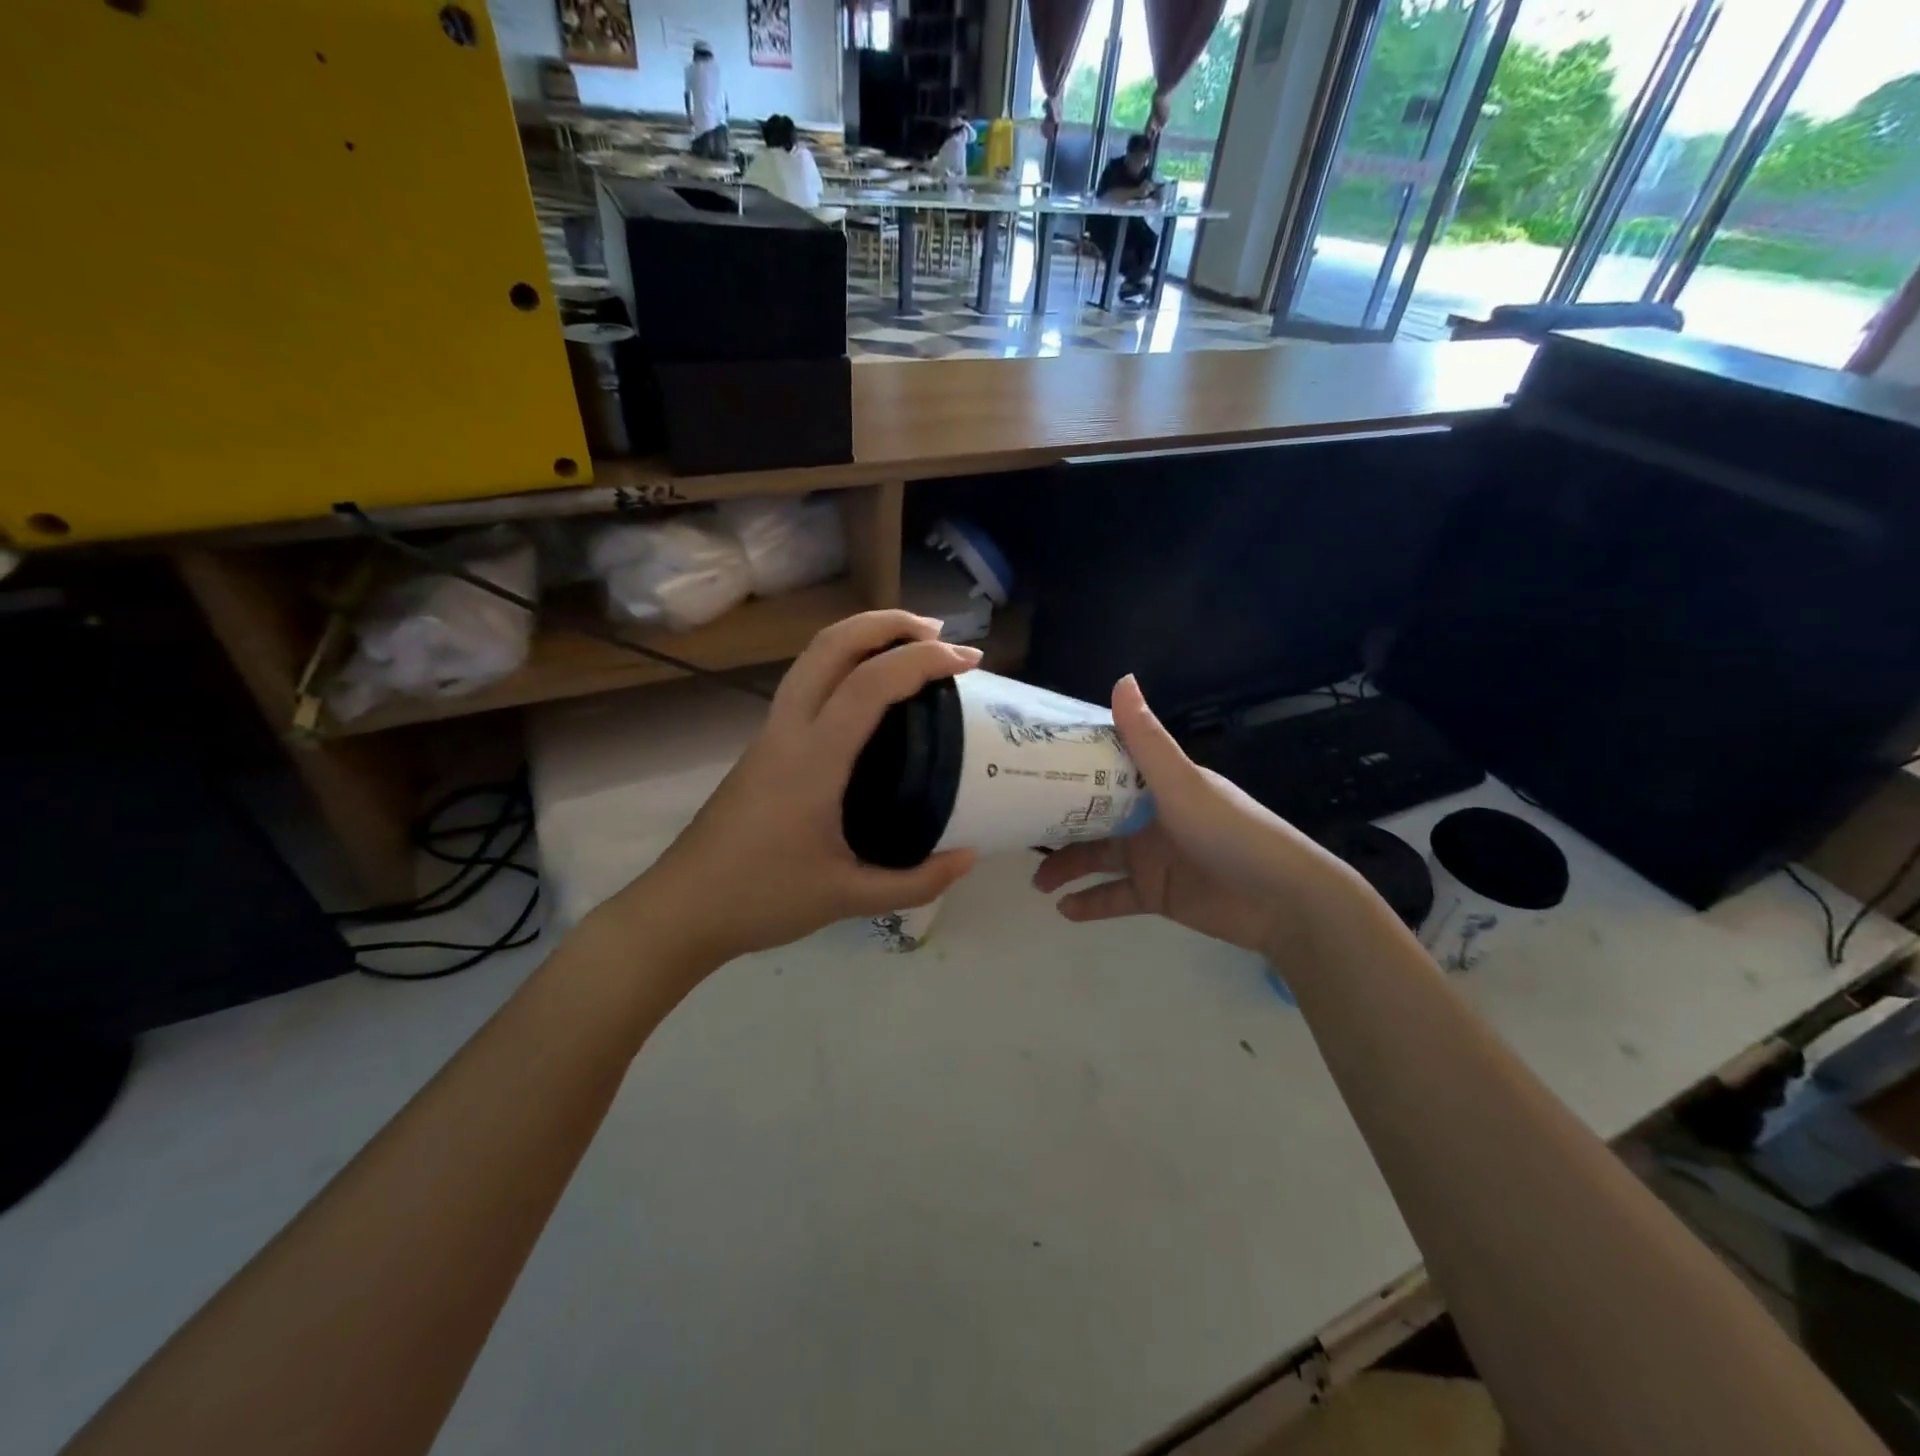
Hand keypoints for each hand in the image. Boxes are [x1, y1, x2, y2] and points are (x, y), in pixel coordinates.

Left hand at [610, 611, 980, 970]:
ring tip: (910, 646)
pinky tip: (869, 693)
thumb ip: (916, 881)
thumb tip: (970, 858)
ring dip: (862, 636)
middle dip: (888, 624)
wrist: (682, 908)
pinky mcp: (764, 745)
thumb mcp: (848, 898)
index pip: (870, 684)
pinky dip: (844, 663)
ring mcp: (770, 733)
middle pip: (832, 644)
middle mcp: (788, 730)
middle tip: (939, 633)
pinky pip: (806, 681)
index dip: (922, 661)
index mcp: (813, 759)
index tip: (967, 660)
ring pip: (813, 656)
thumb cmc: (762, 899)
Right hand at [1032, 676, 1363, 957]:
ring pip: (1097, 858)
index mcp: (1155, 783)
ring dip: (1066, 867)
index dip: (1067, 767)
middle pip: (1091, 816)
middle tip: (1019, 832)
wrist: (1282, 901)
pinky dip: (1090, 903)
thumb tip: (1122, 678)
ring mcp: (1151, 856)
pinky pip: (1114, 897)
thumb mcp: (1182, 783)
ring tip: (1037, 883)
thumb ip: (1146, 739)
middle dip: (1057, 824)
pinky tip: (1063, 910)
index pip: (1103, 768)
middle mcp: (1148, 815)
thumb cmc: (1230, 832)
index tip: (1026, 766)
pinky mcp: (1156, 893)